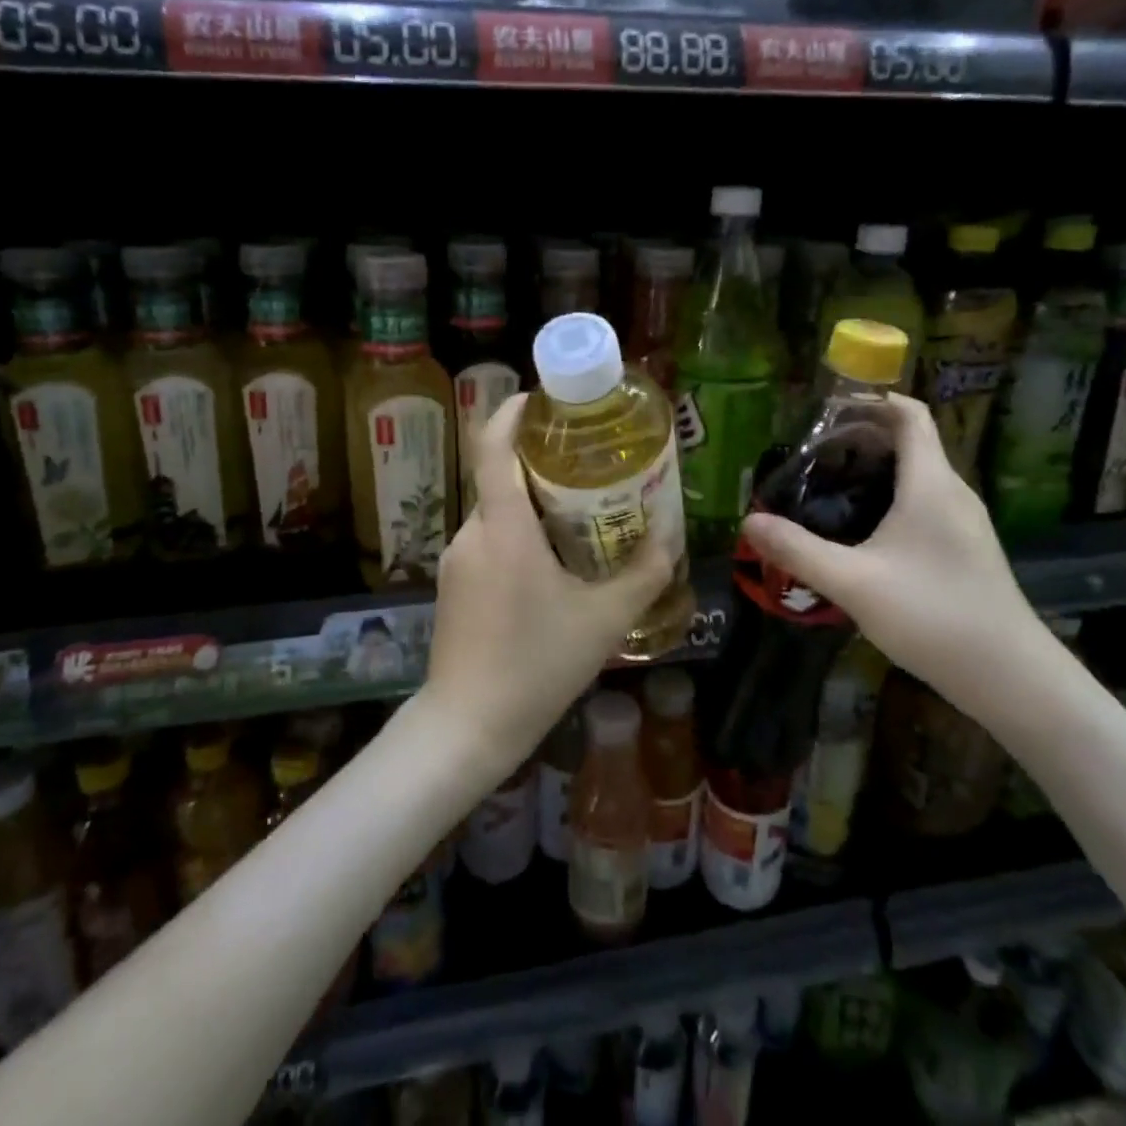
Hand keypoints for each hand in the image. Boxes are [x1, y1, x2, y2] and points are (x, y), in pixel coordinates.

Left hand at [424, 394, 675, 779]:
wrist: (467, 726)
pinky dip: (518, 534)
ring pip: (497, 512)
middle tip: (588, 464)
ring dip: (532, 504)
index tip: (541, 399)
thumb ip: (643, 574)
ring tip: (579, 514)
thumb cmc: (536, 666)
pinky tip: (551, 564)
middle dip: (540, 463)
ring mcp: (458, 559)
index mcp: (504, 528)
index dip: (511, 412)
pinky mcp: (454, 584)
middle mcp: (473, 532)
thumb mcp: (604, 621)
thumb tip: (671, 539)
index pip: (492, 446)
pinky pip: (489, 540)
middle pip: (502, 477)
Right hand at [740, 395, 1074, 732]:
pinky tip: (862, 531)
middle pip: (911, 442)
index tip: (828, 408)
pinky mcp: (965, 549)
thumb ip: (798, 550)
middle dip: (862, 438)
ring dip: (876, 470)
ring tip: (828, 488)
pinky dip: (891, 498)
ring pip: (917, 475)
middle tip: (812, 454)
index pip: (909, 415)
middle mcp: (952, 492)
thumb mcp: (852, 581)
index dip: (872, 400)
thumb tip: (749, 522)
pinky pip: (924, 503)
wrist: (1009, 676)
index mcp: (930, 483)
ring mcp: (964, 522)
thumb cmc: (932, 614)